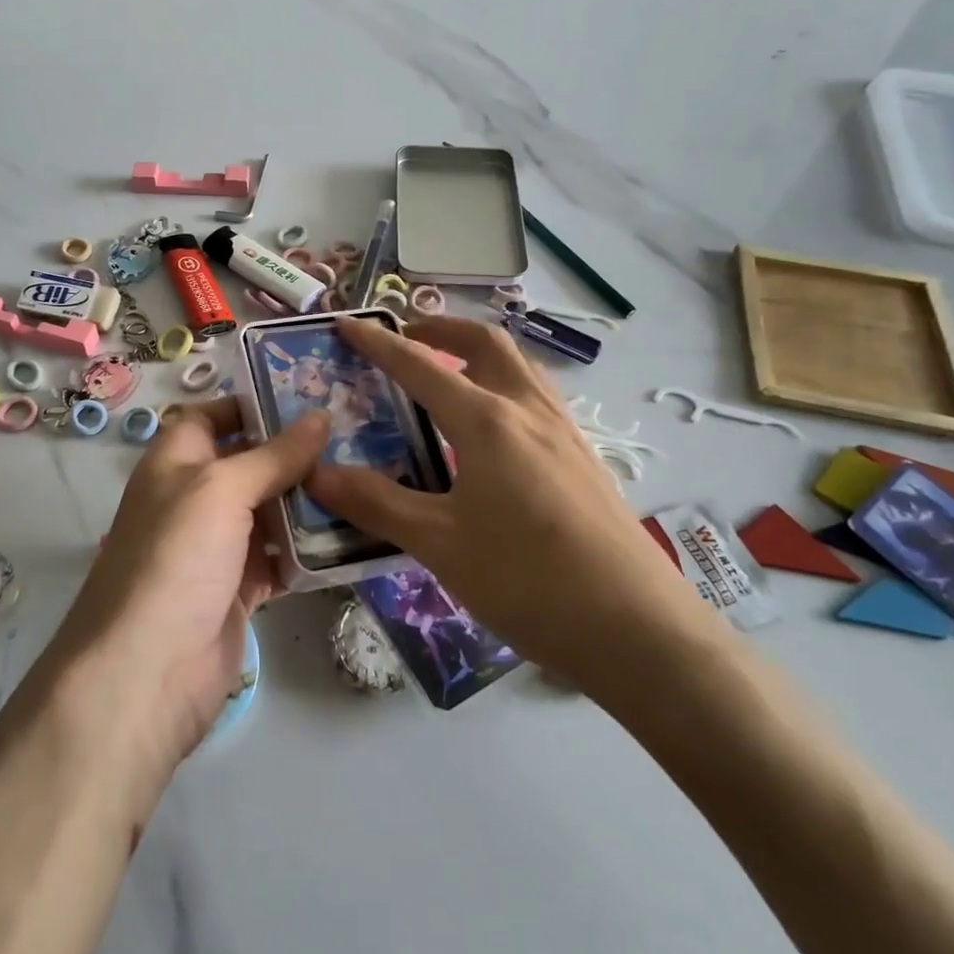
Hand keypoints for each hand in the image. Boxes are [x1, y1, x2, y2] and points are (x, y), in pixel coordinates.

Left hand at [52, 398, 328, 780]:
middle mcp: (194, 499)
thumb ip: (273, 454)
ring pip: (268, 512)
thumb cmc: (177, 557)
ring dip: (308, 503)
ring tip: (364, 480)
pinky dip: (306, 551)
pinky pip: (278, 559)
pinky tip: (350, 537)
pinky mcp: (237, 589)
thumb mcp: (222, 489)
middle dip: (294, 454)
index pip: (212, 417)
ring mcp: (216, 547)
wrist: (148, 669)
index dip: (252, 405)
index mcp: (175, 462)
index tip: (309, 399)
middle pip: (248, 464)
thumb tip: (319, 416)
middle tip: (356, 438)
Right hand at [308, 316, 721, 705]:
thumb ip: (376, 503)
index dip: (380, 343)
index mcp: (487, 422)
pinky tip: (494, 430)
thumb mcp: (439, 544)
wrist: (637, 628)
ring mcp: (565, 433)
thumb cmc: (528, 580)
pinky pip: (537, 398)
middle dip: (441, 330)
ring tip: (447, 374)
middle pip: (485, 344)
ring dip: (478, 354)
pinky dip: (504, 386)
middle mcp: (528, 411)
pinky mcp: (585, 460)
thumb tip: (316, 474)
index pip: (420, 367)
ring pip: (519, 367)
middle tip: (406, 338)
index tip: (349, 325)